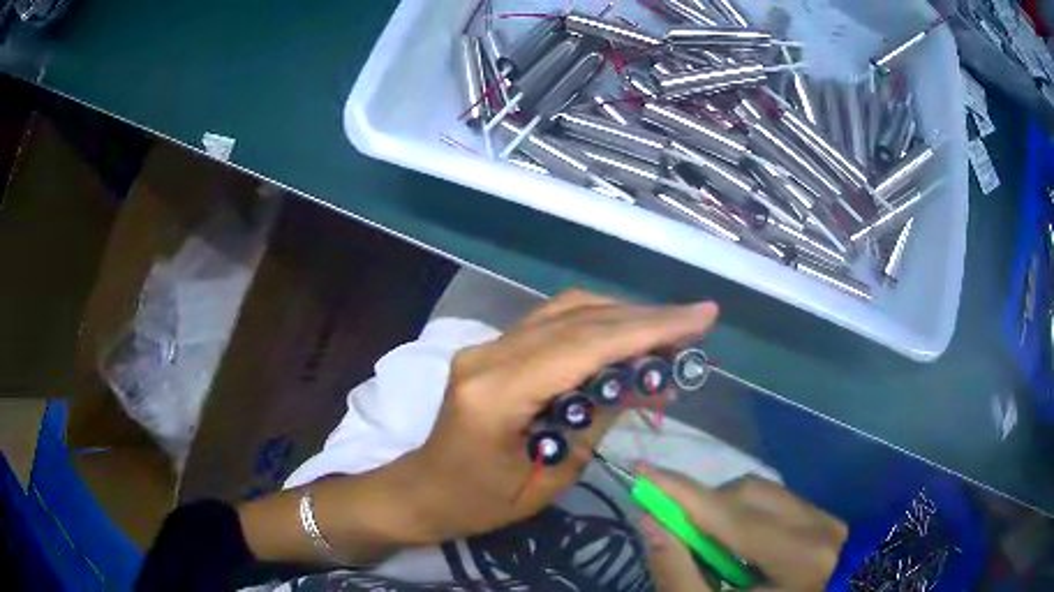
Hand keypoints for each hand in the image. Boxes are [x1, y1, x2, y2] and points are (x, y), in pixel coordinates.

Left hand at [238, 291, 718, 564]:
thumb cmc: (480, 502)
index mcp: (497, 394)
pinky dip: (596, 324)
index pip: (584, 347)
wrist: (423, 491)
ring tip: (671, 328)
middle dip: (645, 317)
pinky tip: (627, 334)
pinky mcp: (491, 349)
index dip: (648, 329)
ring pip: (566, 311)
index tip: (699, 317)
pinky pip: (552, 323)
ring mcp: (486, 346)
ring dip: (623, 315)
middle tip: (695, 319)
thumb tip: (641, 379)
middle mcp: (488, 355)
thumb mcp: (548, 478)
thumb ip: (595, 422)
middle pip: (578, 319)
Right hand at [640, 467, 846, 590]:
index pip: (733, 517)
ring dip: (724, 510)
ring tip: (711, 548)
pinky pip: (776, 500)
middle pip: (747, 495)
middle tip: (675, 530)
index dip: (684, 494)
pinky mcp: (825, 518)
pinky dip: (745, 514)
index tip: (642, 471)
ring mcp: (828, 520)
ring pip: (762, 492)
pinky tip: (739, 546)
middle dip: (703, 506)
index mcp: (799, 561)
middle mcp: (821, 529)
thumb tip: (649, 521)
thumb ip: (677, 573)